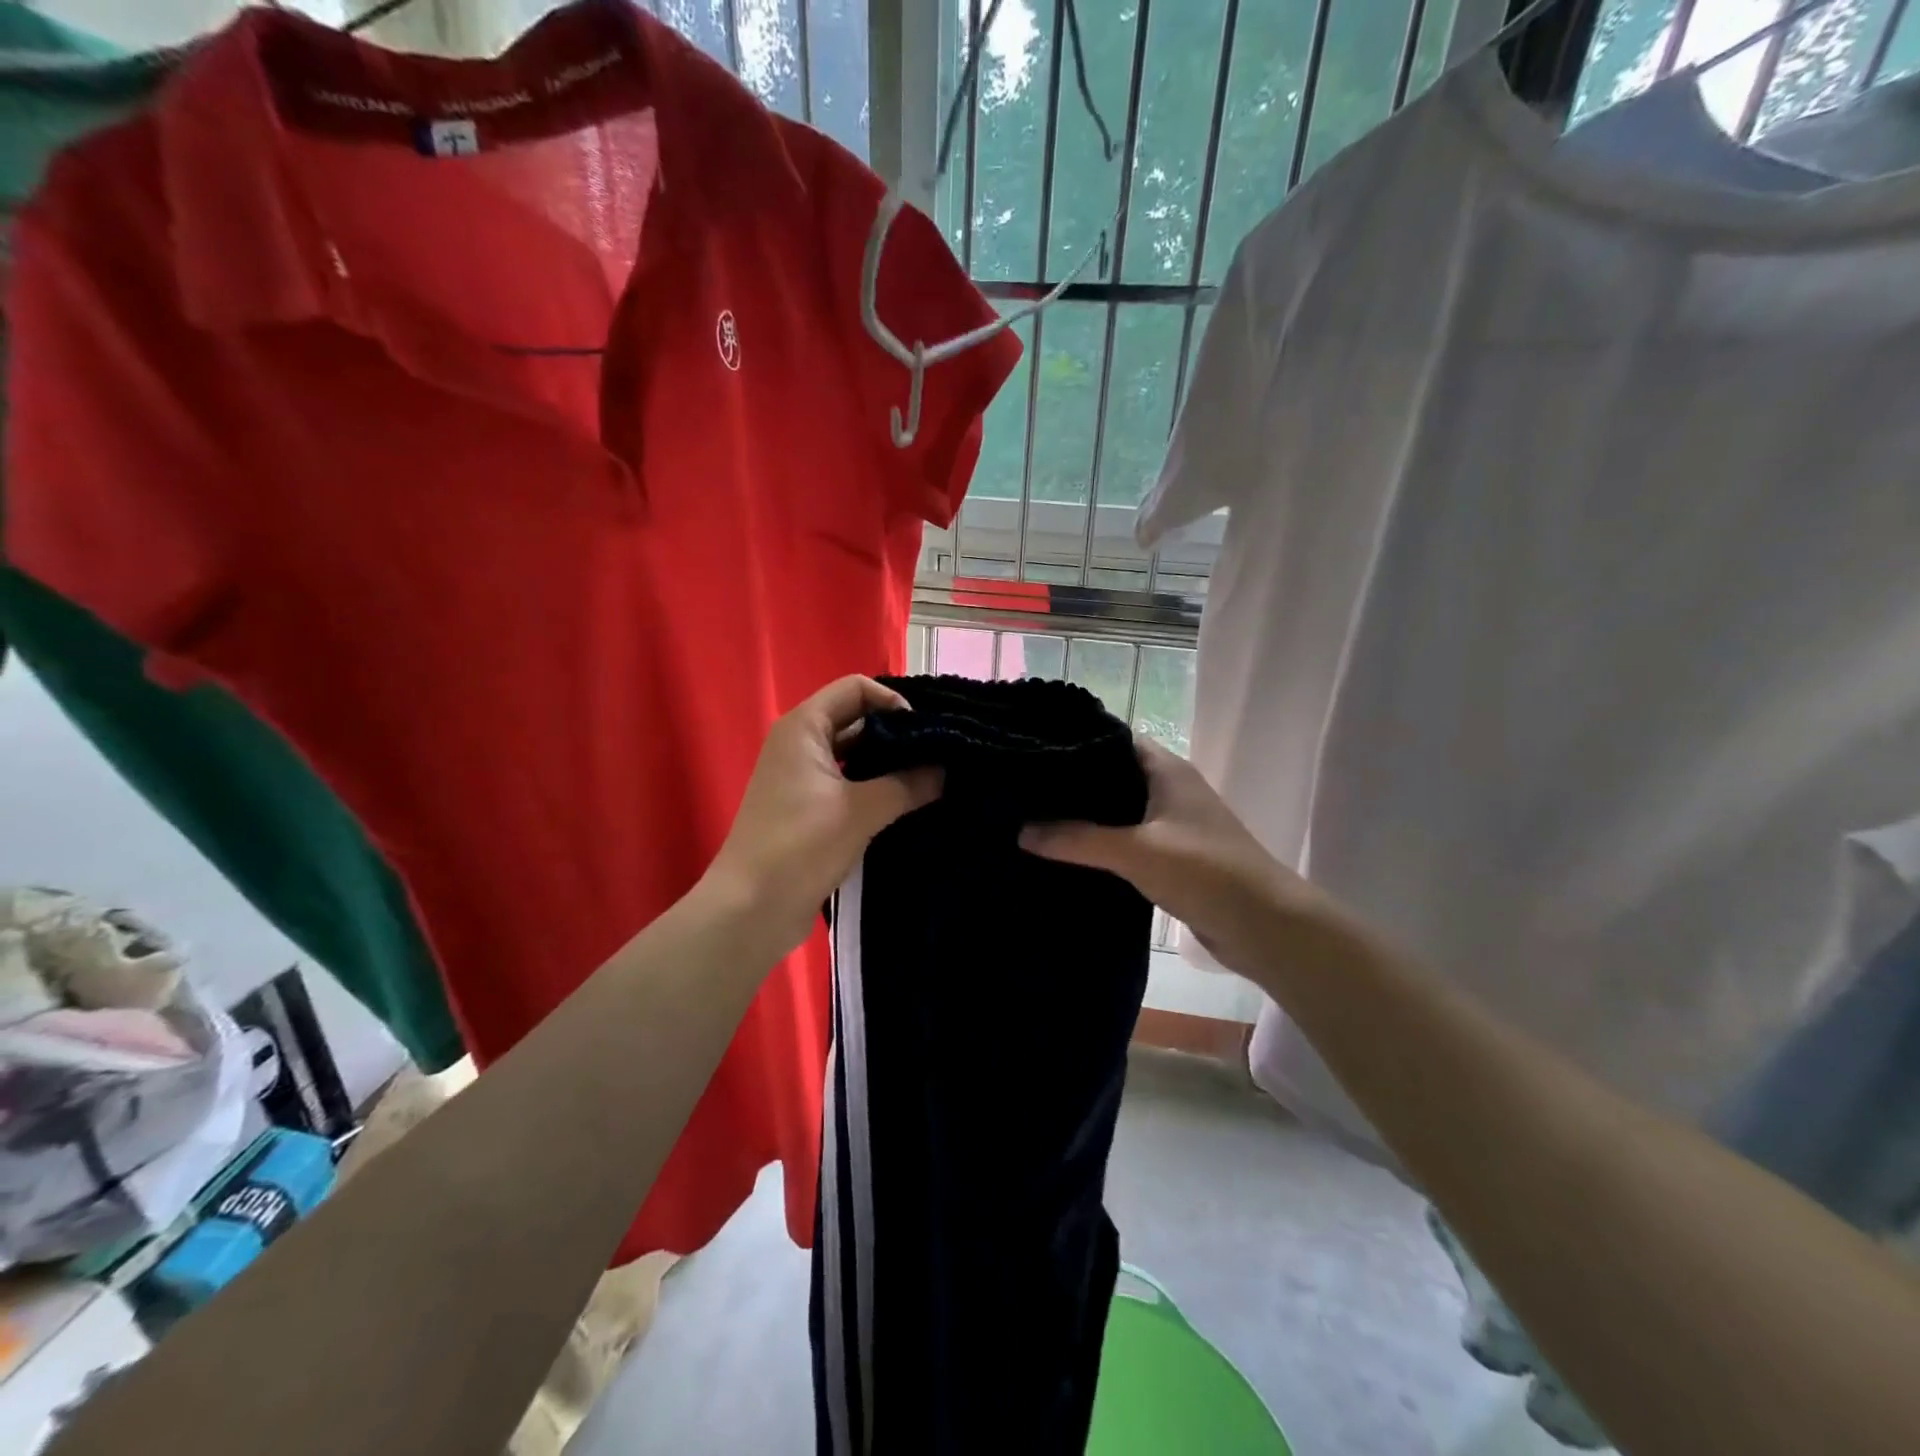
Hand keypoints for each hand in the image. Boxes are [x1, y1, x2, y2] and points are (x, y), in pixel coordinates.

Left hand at [706, 676, 941, 954]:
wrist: (750, 909)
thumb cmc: (799, 846)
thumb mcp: (860, 810)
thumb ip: (907, 784)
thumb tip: (945, 770)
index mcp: (804, 727)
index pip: (856, 688)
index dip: (893, 701)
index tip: (925, 732)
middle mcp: (800, 743)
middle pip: (856, 719)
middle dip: (897, 734)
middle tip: (940, 755)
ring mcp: (802, 777)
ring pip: (855, 755)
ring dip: (889, 764)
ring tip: (931, 780)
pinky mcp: (807, 808)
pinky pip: (848, 783)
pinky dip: (875, 788)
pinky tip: (907, 804)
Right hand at [1019, 738, 1333, 976]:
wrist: (1265, 926)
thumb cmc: (1205, 872)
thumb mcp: (1136, 851)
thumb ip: (1078, 839)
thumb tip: (1022, 831)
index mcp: (1166, 770)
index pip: (1114, 738)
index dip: (1076, 740)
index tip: (1033, 750)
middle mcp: (1170, 789)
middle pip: (1113, 774)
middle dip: (1074, 782)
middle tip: (1025, 789)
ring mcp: (1174, 823)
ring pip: (1120, 810)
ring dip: (1087, 816)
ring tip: (1036, 818)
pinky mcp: (1174, 855)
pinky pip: (1129, 840)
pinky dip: (1102, 844)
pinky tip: (1070, 854)